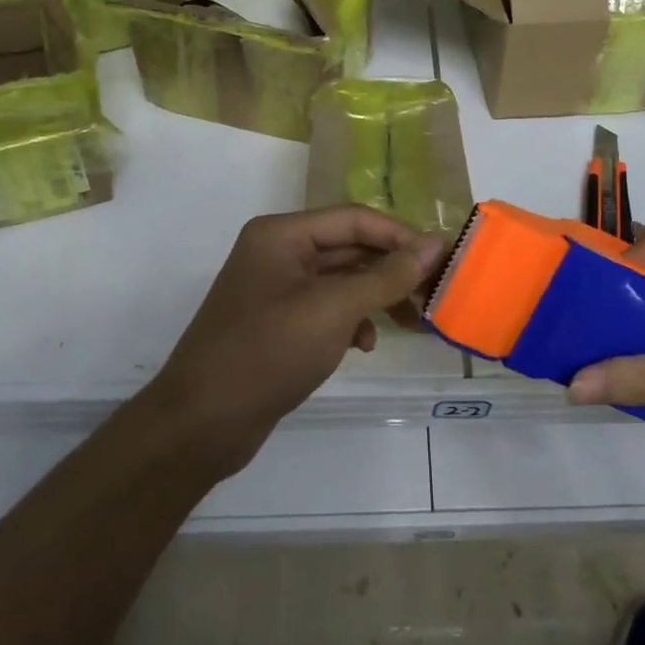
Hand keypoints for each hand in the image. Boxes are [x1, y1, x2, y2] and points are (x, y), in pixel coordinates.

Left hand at [149, 207, 444, 473]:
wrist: (201, 424)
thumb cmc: (267, 353)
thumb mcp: (333, 310)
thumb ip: (386, 275)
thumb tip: (435, 244)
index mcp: (282, 234)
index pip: (355, 219)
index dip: (402, 236)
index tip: (444, 260)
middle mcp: (278, 252)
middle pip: (350, 248)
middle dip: (392, 270)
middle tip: (433, 295)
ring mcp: (277, 288)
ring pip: (342, 280)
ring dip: (376, 297)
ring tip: (410, 323)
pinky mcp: (279, 323)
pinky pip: (327, 308)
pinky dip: (352, 321)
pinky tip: (364, 345)